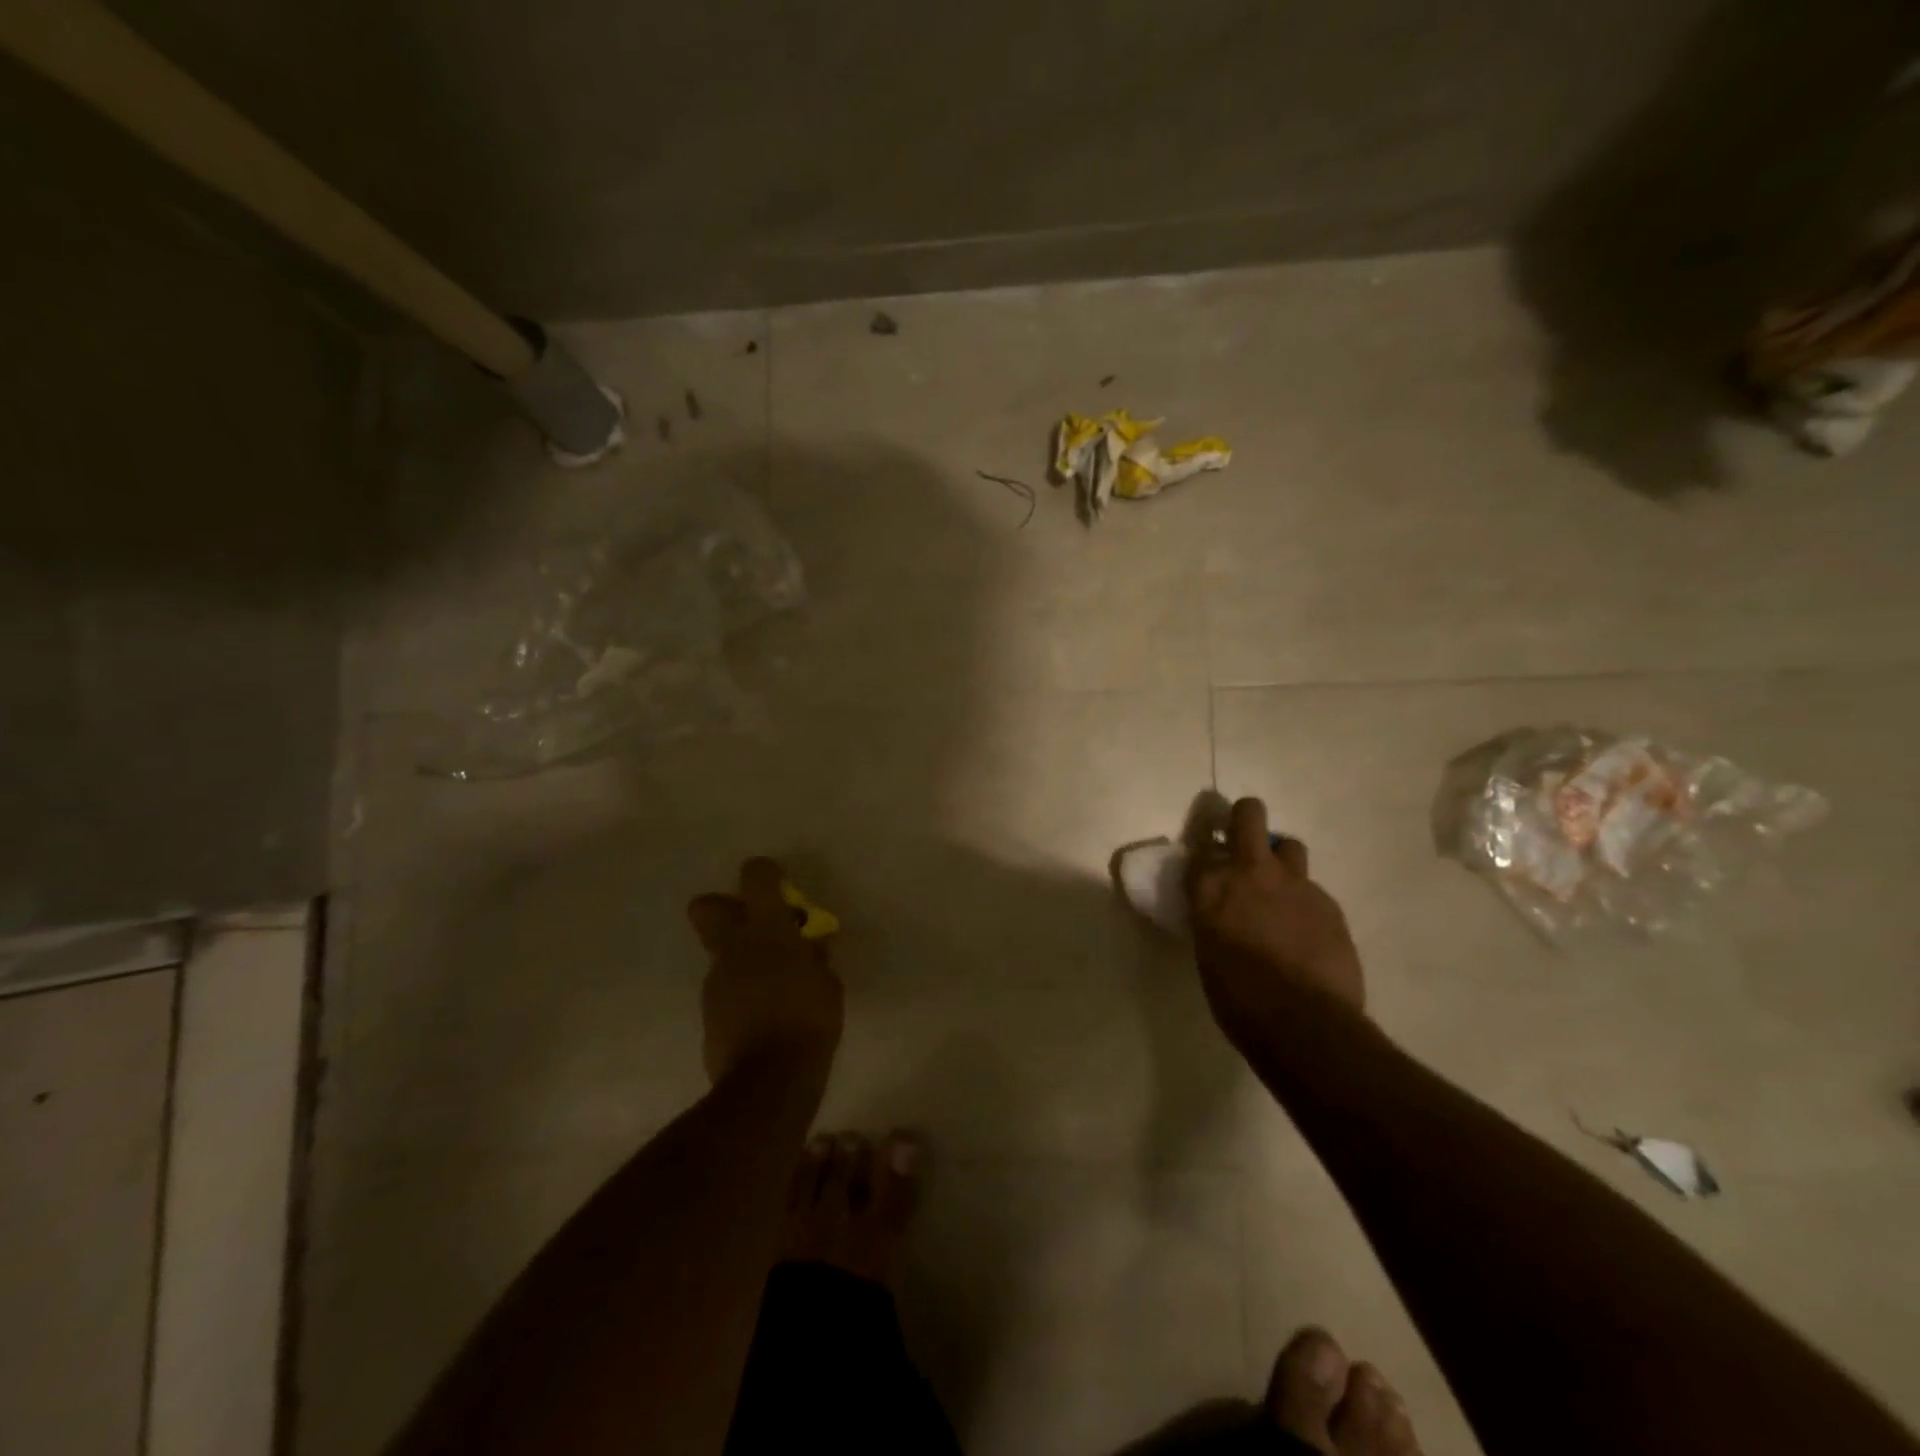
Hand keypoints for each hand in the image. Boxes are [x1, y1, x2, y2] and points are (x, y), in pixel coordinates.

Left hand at [687, 857, 843, 1083]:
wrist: (769, 1079)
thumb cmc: (810, 1021)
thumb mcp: (829, 984)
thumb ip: (815, 958)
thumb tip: (809, 947)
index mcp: (768, 931)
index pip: (756, 878)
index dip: (764, 873)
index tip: (778, 884)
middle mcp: (734, 948)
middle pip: (706, 907)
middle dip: (724, 908)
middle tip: (754, 925)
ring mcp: (716, 980)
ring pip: (719, 953)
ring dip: (741, 959)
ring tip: (772, 985)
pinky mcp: (708, 1012)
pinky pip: (724, 988)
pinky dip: (740, 992)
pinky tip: (762, 1013)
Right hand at [1188, 799, 1365, 1040]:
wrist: (1305, 1024)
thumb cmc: (1239, 999)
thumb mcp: (1208, 954)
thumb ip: (1212, 919)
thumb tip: (1219, 913)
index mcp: (1211, 888)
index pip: (1199, 850)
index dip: (1202, 853)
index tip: (1203, 864)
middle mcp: (1251, 873)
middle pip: (1249, 814)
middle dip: (1244, 818)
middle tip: (1241, 840)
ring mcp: (1295, 884)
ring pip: (1289, 846)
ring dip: (1280, 860)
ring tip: (1278, 888)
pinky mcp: (1329, 903)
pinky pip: (1312, 890)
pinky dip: (1303, 902)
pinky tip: (1304, 931)